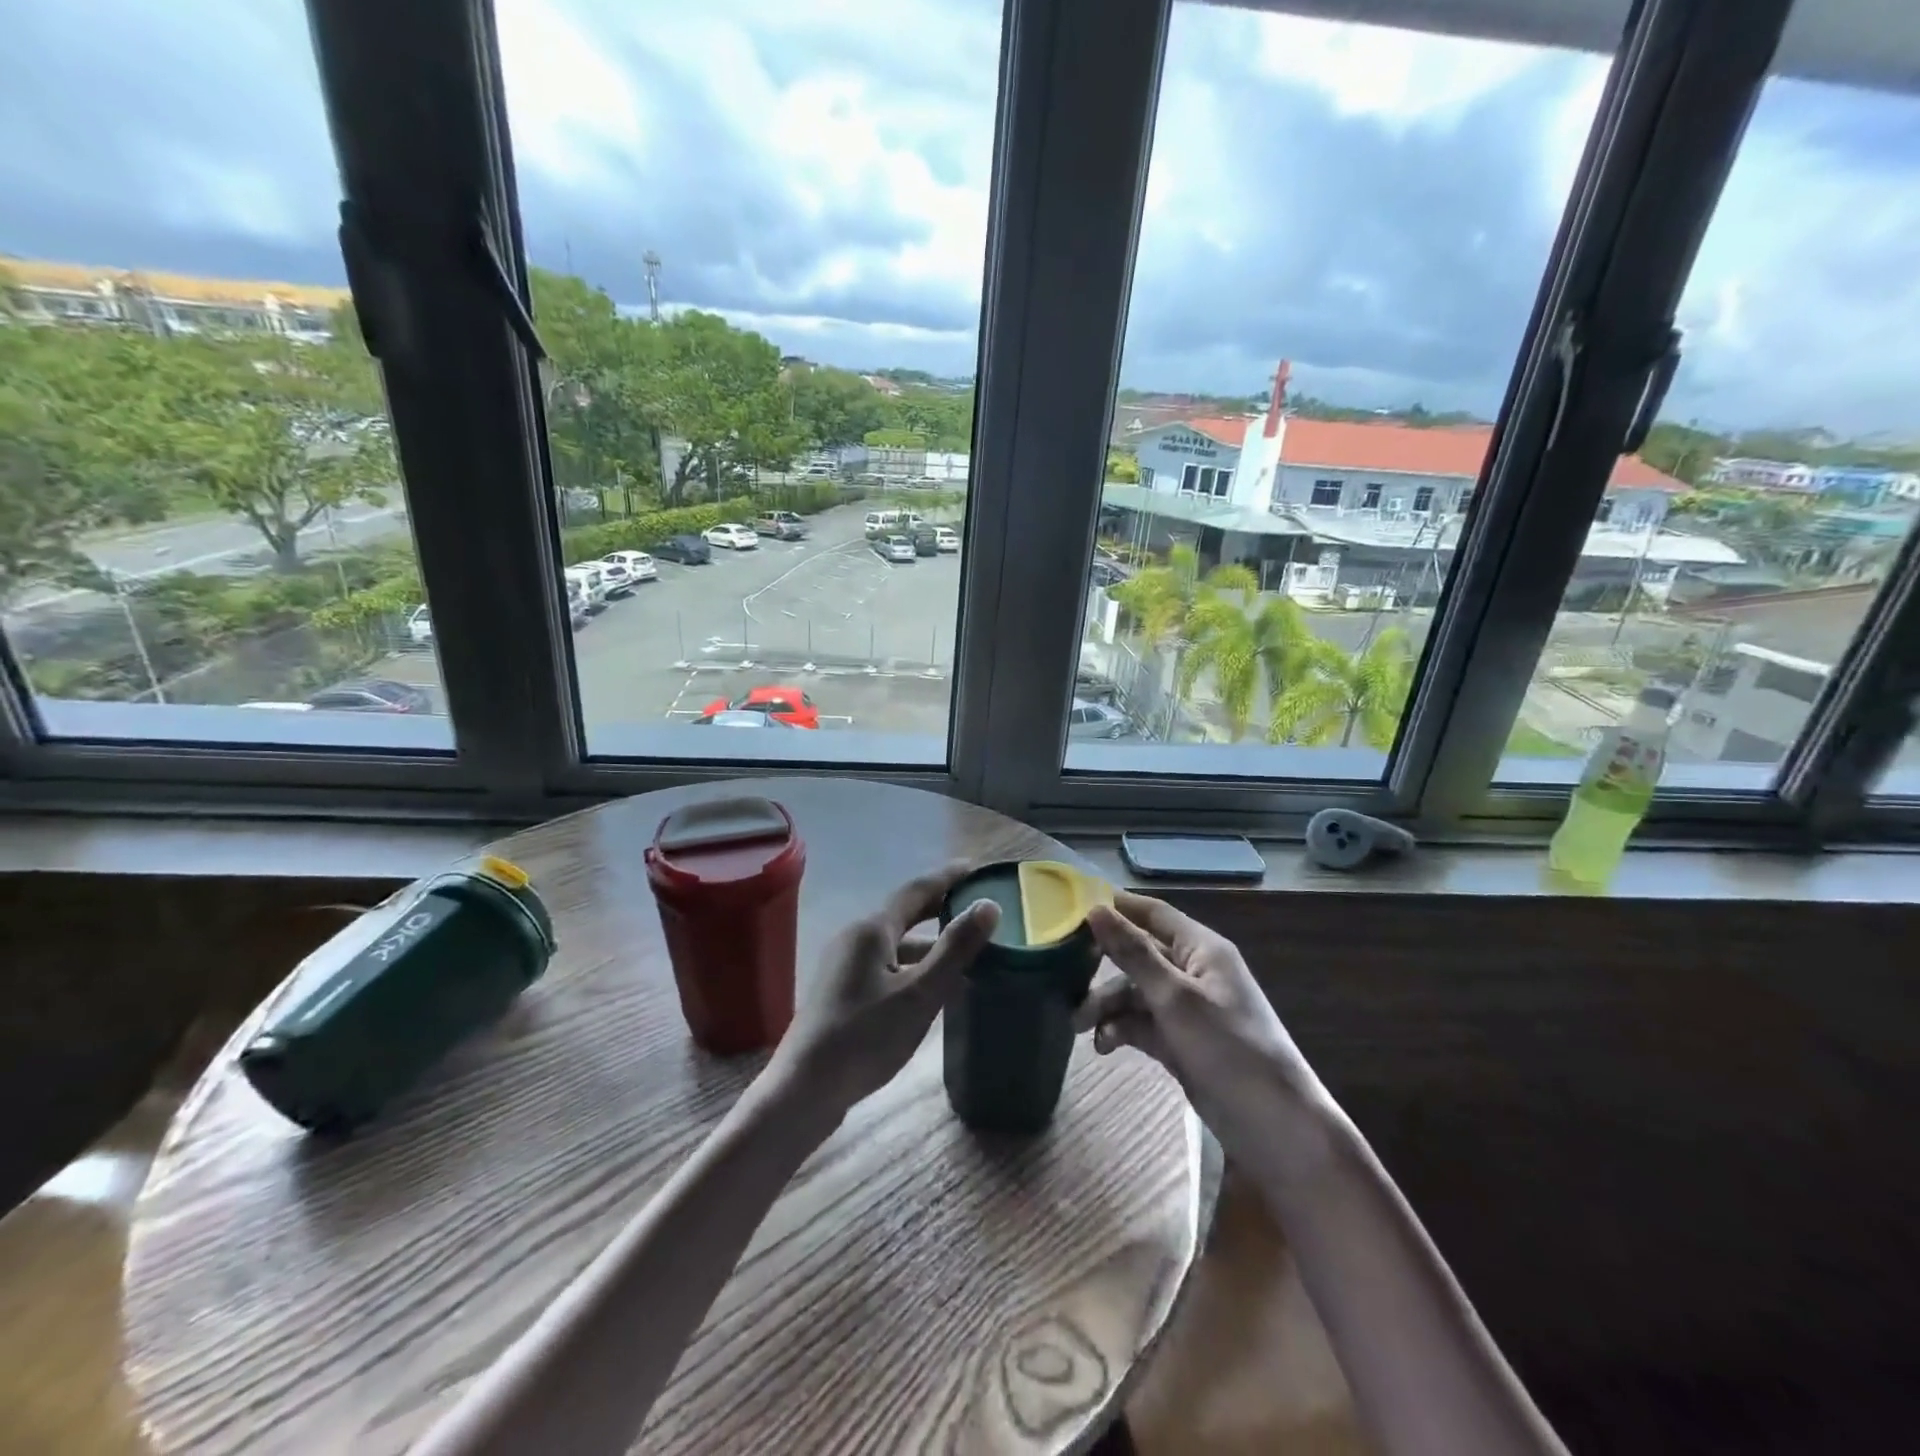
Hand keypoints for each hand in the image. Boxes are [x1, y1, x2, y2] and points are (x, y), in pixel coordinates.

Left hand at [769, 861, 999, 1116]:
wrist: (803, 1090)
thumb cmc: (864, 1038)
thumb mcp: (919, 994)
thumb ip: (954, 949)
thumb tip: (988, 905)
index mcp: (871, 930)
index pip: (916, 890)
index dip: (947, 877)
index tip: (975, 867)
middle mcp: (855, 938)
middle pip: (904, 914)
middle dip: (939, 907)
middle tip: (975, 904)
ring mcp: (844, 966)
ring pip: (896, 944)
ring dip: (929, 943)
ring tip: (966, 951)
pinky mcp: (842, 992)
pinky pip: (886, 966)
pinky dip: (914, 966)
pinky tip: (932, 988)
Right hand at [1077, 892, 1326, 1159]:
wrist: (1277, 1131)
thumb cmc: (1230, 1050)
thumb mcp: (1176, 998)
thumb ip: (1134, 954)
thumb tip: (1095, 909)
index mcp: (1201, 949)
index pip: (1152, 914)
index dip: (1115, 906)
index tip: (1069, 907)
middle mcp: (1193, 972)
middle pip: (1138, 954)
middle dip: (1102, 966)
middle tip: (1062, 974)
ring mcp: (1187, 1010)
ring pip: (1135, 993)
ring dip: (1107, 1005)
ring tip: (1078, 1026)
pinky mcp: (1181, 1043)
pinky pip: (1142, 1024)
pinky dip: (1121, 1031)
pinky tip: (1103, 1046)